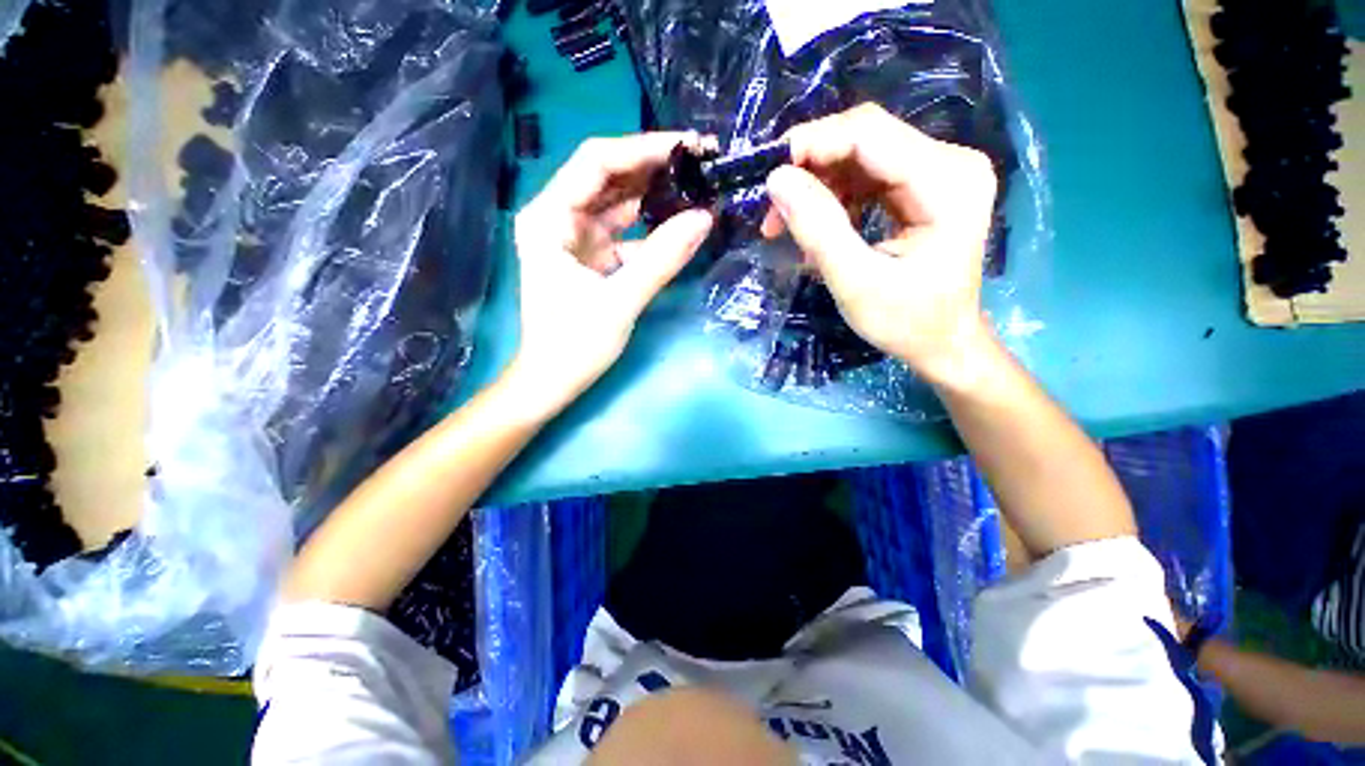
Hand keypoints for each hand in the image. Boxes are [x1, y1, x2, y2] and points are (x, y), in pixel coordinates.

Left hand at [511, 133, 713, 413]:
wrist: (553, 381)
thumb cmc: (575, 345)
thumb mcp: (621, 301)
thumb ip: (662, 258)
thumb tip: (705, 217)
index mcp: (549, 218)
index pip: (596, 162)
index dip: (644, 148)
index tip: (689, 146)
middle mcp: (558, 218)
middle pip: (608, 177)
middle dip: (654, 168)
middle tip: (701, 163)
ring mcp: (575, 238)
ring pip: (618, 203)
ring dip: (655, 195)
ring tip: (697, 187)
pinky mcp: (591, 257)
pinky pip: (624, 231)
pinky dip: (650, 228)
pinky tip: (678, 224)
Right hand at [760, 103, 999, 387]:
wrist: (942, 343)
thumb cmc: (906, 322)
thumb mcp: (855, 282)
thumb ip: (818, 229)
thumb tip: (776, 179)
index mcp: (946, 182)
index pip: (869, 133)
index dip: (813, 143)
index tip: (768, 175)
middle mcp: (950, 162)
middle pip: (865, 140)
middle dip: (810, 169)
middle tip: (772, 211)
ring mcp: (939, 172)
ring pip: (861, 157)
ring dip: (817, 186)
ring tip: (786, 226)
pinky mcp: (924, 186)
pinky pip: (867, 176)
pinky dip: (834, 198)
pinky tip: (817, 229)